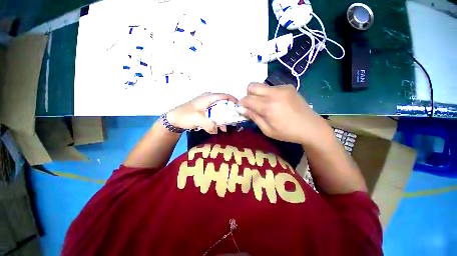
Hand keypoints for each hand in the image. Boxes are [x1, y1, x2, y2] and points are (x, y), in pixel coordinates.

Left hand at [167, 92, 238, 133]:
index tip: (240, 108)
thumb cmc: (185, 116)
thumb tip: (217, 130)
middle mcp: (209, 99)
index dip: (233, 101)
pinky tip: (219, 128)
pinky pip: (214, 114)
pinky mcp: (204, 111)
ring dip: (223, 118)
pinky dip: (218, 120)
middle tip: (234, 120)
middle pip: (223, 103)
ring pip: (219, 110)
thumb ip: (210, 124)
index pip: (225, 96)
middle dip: (230, 112)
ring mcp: (206, 106)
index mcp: (208, 98)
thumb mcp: (198, 120)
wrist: (173, 120)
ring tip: (226, 127)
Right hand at [240, 83, 330, 144]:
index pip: (247, 99)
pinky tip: (276, 103)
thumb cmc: (287, 133)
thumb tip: (241, 109)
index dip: (242, 104)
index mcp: (268, 106)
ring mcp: (283, 88)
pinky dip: (268, 94)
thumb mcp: (267, 130)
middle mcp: (274, 93)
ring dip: (259, 94)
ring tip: (266, 105)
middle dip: (248, 95)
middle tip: (253, 106)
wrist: (311, 127)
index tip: (243, 109)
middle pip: (252, 86)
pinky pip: (271, 87)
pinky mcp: (288, 86)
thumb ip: (253, 117)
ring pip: (261, 86)